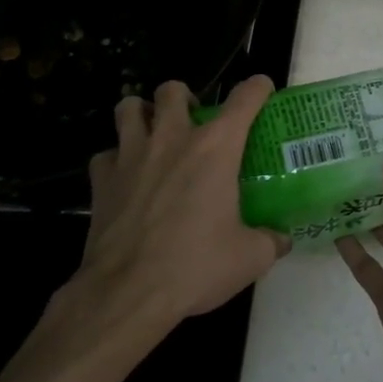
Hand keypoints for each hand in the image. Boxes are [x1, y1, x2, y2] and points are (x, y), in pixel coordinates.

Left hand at [68, 76, 288, 334]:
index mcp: (216, 147)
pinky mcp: (101, 180)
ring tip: (153, 133)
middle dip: (185, 98)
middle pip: (173, 90)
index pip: (244, 98)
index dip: (258, 87)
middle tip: (193, 122)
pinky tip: (126, 177)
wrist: (127, 294)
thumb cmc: (195, 266)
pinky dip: (116, 159)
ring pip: (129, 107)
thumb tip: (281, 239)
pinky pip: (106, 154)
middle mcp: (173, 138)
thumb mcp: (249, 257)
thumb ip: (270, 240)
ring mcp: (131, 155)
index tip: (263, 90)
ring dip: (142, 114)